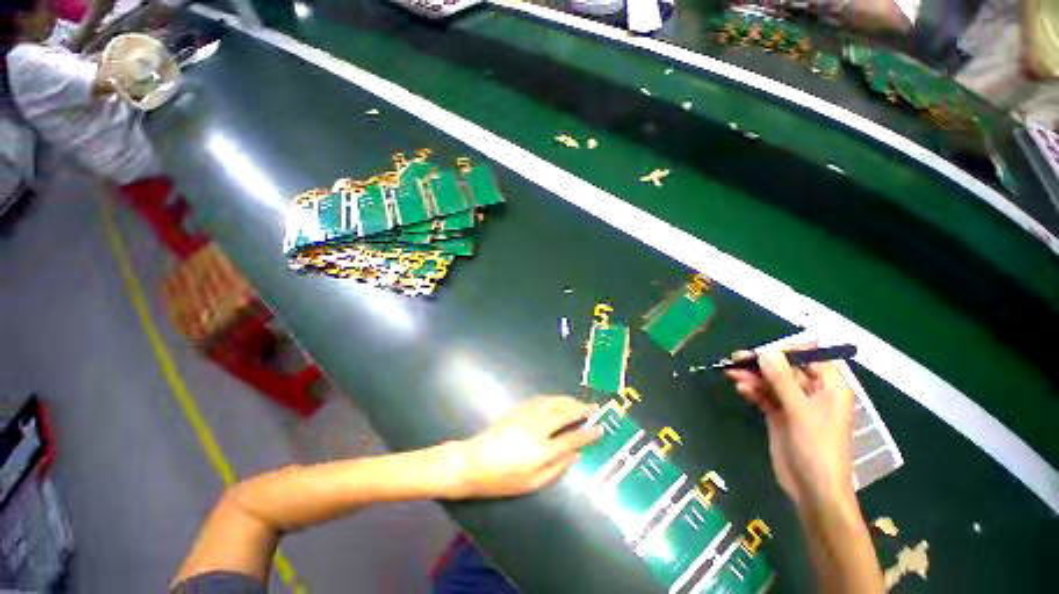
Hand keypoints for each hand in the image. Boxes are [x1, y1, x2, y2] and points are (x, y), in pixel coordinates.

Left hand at [450, 396, 602, 498]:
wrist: (472, 462)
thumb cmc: (502, 479)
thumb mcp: (532, 483)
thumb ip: (556, 468)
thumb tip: (575, 455)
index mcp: (541, 450)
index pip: (571, 439)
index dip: (588, 434)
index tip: (600, 429)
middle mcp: (537, 428)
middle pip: (564, 414)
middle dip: (581, 409)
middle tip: (593, 408)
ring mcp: (526, 416)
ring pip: (552, 402)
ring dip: (568, 401)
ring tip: (579, 403)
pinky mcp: (517, 410)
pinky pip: (540, 400)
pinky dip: (553, 399)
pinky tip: (557, 401)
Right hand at [725, 347, 854, 507]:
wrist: (812, 487)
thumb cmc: (817, 446)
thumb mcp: (799, 410)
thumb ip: (782, 379)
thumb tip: (765, 351)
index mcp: (830, 387)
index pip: (811, 357)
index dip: (787, 350)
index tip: (763, 350)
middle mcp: (813, 392)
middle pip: (786, 368)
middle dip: (762, 363)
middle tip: (736, 358)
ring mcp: (795, 404)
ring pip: (772, 381)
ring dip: (753, 377)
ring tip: (731, 373)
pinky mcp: (780, 415)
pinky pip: (765, 396)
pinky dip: (753, 391)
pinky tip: (741, 389)